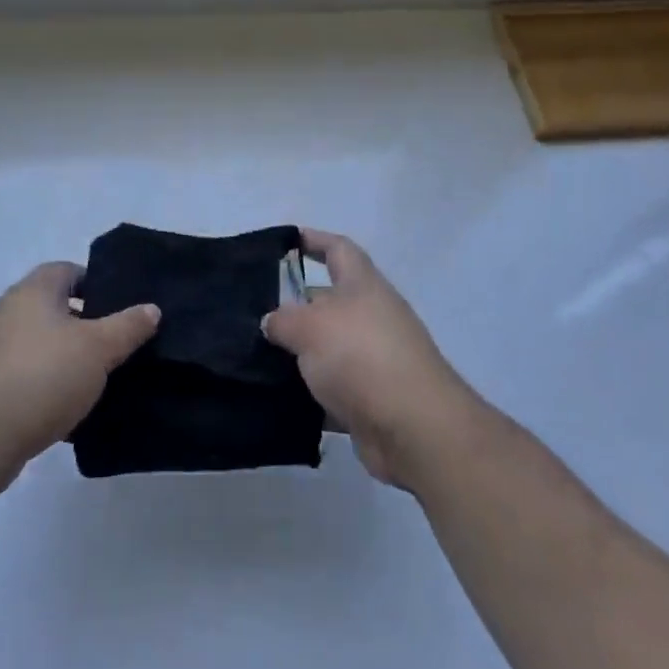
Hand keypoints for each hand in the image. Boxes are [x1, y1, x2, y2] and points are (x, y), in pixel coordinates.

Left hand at [0, 262, 158, 493]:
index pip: (69, 271)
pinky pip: (26, 376)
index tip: (122, 308)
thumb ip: (128, 326)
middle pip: (55, 308)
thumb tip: (151, 308)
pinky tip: (68, 410)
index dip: (97, 284)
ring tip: (99, 380)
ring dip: (66, 359)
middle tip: (117, 345)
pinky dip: (46, 387)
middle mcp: (8, 311)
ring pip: (41, 345)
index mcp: (33, 290)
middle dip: (86, 325)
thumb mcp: (98, 349)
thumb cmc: (41, 377)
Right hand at [262, 228, 478, 490]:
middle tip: (255, 312)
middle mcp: (371, 315)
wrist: (413, 428)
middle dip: (294, 305)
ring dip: (299, 353)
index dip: (313, 240)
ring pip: (328, 347)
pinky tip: (278, 398)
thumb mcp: (310, 327)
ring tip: (256, 357)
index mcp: (363, 284)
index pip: (338, 248)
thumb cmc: (361, 356)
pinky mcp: (372, 399)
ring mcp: (375, 358)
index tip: (284, 242)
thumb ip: (284, 319)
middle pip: (329, 300)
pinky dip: (310, 393)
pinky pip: (333, 389)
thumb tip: (272, 322)